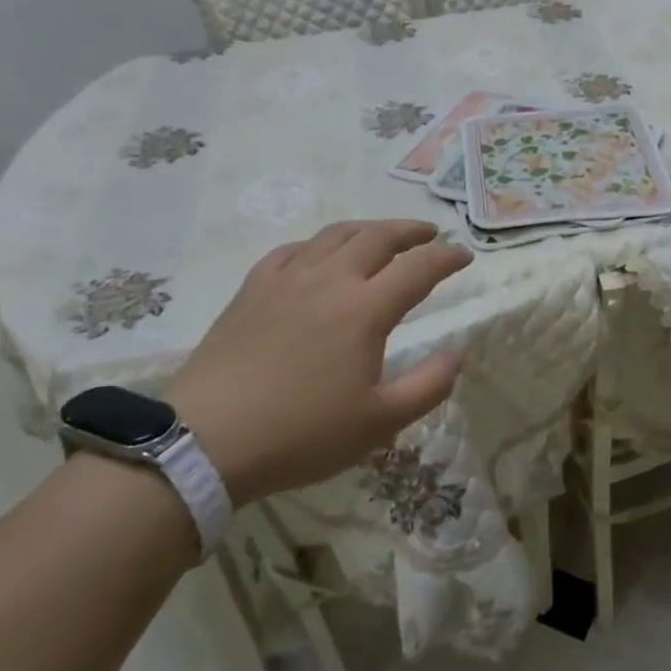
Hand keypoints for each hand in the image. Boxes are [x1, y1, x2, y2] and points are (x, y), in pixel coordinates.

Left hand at [167, 220, 471, 503]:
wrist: (205, 442)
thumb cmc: (301, 433)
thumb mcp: (379, 422)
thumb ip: (428, 386)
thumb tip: (457, 354)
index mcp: (366, 309)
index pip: (419, 268)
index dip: (447, 257)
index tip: (465, 256)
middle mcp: (330, 281)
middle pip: (378, 237)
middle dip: (411, 231)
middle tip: (430, 234)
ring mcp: (287, 280)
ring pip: (335, 235)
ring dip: (368, 229)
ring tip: (382, 235)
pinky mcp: (252, 290)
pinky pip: (291, 251)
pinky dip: (318, 245)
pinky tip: (319, 255)